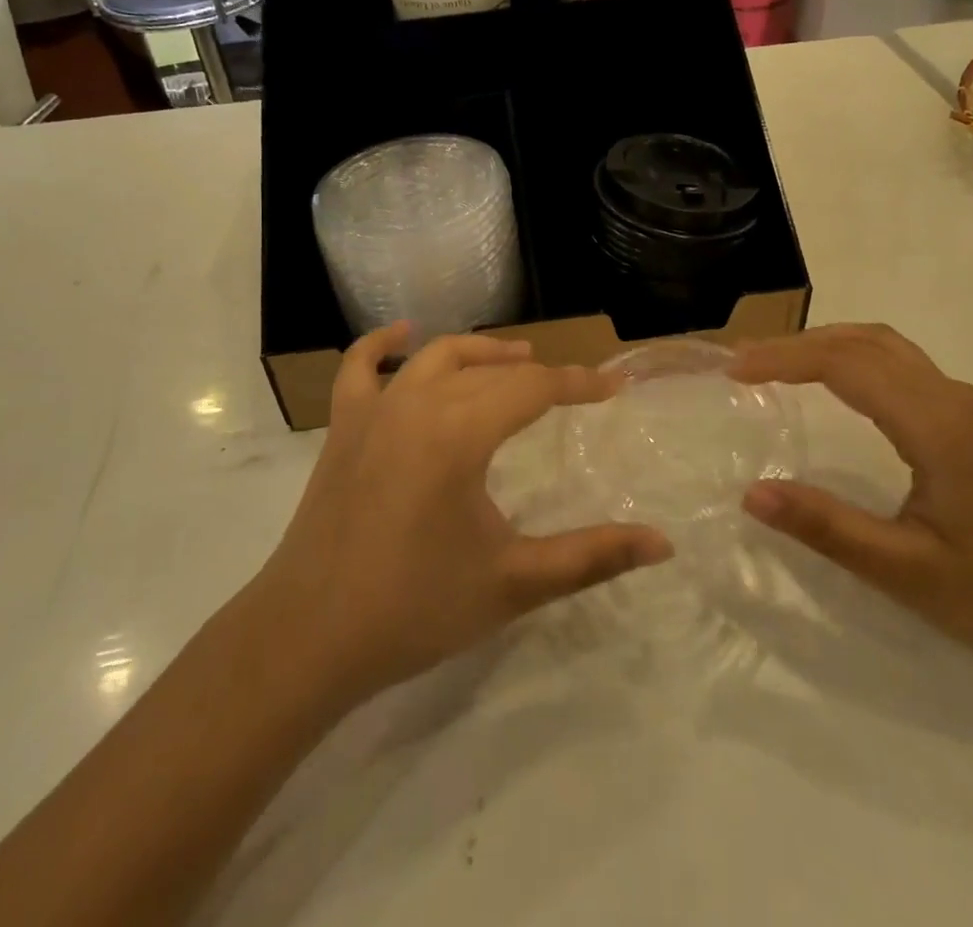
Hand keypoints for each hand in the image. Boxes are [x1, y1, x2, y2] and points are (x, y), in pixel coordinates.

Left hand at [251, 324, 672, 708]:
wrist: (308, 638)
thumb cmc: (415, 609)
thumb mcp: (513, 583)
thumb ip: (591, 557)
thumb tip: (663, 543)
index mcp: (460, 432)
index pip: (534, 388)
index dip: (580, 385)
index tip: (616, 386)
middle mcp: (418, 403)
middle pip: (491, 371)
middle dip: (538, 374)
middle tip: (574, 389)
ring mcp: (374, 410)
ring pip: (436, 357)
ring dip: (480, 353)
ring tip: (516, 358)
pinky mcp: (343, 427)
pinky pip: (360, 367)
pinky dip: (383, 345)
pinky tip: (403, 334)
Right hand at [732, 324, 972, 681]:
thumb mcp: (905, 572)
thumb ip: (826, 527)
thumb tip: (751, 493)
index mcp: (936, 426)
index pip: (845, 365)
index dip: (783, 359)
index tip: (733, 371)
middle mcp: (952, 398)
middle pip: (863, 340)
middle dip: (797, 343)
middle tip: (743, 362)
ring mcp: (966, 405)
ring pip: (884, 345)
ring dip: (825, 344)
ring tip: (775, 365)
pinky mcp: (970, 419)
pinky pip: (900, 363)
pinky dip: (852, 357)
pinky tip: (831, 383)